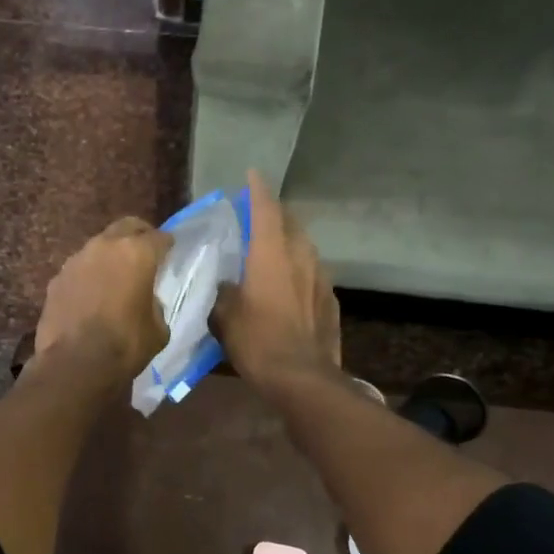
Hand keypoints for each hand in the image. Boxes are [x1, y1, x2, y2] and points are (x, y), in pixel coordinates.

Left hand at [34, 217, 172, 382]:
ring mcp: (76, 260)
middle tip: (146, 250)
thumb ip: (155, 305)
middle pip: (126, 227)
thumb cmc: (125, 345)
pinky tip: (92, 294)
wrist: (74, 365)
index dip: (167, 244)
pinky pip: (79, 269)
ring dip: (110, 255)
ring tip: (116, 275)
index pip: (159, 237)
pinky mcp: (56, 279)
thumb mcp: (158, 329)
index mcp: (137, 253)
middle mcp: (105, 246)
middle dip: (139, 235)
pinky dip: (89, 275)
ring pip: (99, 246)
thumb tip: (147, 301)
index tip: (171, 250)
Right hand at [212, 171, 339, 391]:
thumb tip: (226, 285)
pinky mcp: (330, 300)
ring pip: (305, 248)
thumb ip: (222, 293)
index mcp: (271, 255)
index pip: (265, 210)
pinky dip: (300, 271)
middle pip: (290, 223)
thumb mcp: (224, 317)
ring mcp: (321, 278)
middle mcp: (300, 257)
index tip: (252, 174)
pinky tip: (291, 286)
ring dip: (289, 242)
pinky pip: (313, 274)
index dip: (257, 190)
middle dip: (275, 214)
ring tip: (274, 249)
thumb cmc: (258, 342)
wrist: (303, 378)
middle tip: (258, 216)